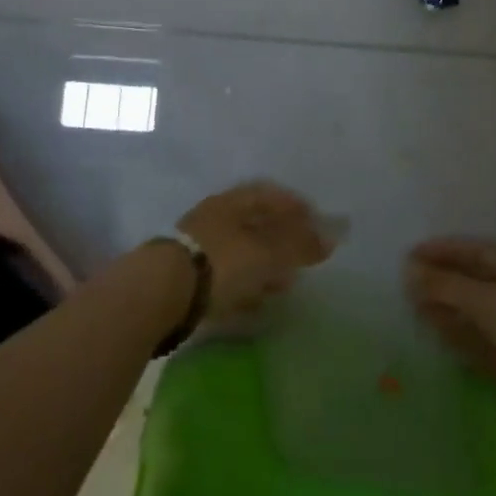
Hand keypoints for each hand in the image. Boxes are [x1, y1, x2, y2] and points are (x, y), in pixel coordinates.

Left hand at [178, 182, 334, 323]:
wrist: (162, 293)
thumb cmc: (222, 262)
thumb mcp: (268, 253)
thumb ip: (300, 245)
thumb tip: (333, 237)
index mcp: (233, 202)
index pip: (270, 195)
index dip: (296, 207)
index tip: (317, 223)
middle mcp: (216, 217)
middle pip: (256, 223)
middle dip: (282, 239)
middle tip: (305, 255)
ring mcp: (200, 246)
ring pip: (242, 251)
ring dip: (265, 264)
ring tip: (287, 283)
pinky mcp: (190, 277)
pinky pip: (227, 275)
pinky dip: (246, 284)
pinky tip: (257, 301)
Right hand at [406, 238, 495, 420]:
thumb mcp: (485, 299)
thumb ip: (446, 286)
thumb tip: (410, 270)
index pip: (469, 250)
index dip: (439, 251)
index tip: (408, 256)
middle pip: (470, 280)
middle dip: (439, 281)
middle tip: (406, 285)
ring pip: (474, 311)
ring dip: (446, 309)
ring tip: (415, 310)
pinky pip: (481, 339)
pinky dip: (460, 336)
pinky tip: (440, 337)